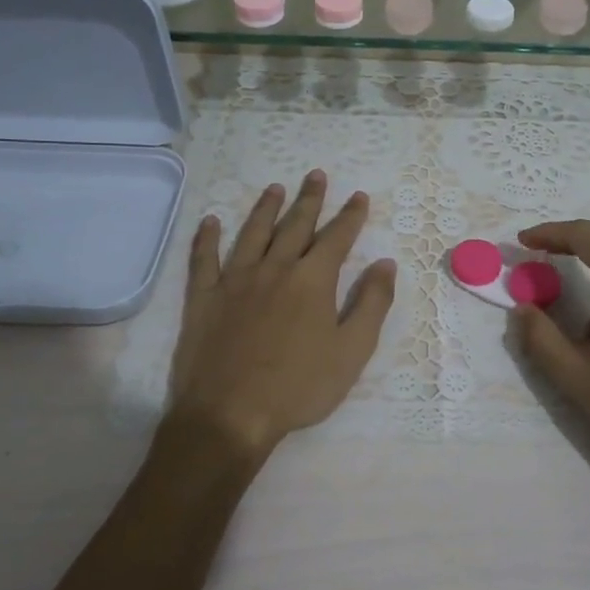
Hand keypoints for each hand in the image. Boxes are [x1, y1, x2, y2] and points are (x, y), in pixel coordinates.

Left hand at [164, 171, 396, 468]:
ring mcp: (235, 281)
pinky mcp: (204, 298)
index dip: (350, 216)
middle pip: (295, 226)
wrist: (230, 415)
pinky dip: (207, 238)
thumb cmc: (299, 387)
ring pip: (253, 233)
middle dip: (309, 199)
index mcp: (312, 281)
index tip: (359, 196)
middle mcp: (274, 269)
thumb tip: (385, 263)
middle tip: (316, 175)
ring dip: (265, 208)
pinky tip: (211, 221)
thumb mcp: (352, 351)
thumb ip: (371, 303)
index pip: (336, 238)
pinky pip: (204, 259)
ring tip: (275, 188)